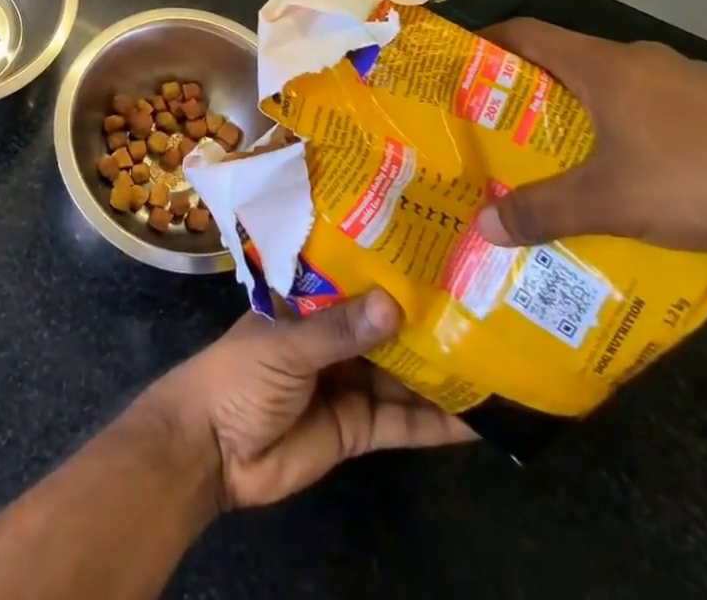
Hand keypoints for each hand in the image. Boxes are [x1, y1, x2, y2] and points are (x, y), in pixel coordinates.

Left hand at [132, 290, 474, 510]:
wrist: (213, 450)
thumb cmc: (241, 375)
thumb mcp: (287, 344)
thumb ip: (339, 330)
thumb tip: (395, 305)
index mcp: (312, 302)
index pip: (358, 278)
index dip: (395, 269)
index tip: (441, 255)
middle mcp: (335, 336)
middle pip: (388, 327)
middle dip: (428, 321)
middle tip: (484, 308)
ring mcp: (350, 381)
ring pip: (404, 373)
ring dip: (441, 371)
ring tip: (494, 359)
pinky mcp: (359, 427)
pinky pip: (404, 422)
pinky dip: (437, 423)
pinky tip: (478, 419)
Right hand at [472, 19, 706, 262]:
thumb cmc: (697, 180)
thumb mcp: (609, 203)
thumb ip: (541, 211)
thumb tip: (481, 228)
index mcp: (603, 65)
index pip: (529, 33)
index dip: (492, 40)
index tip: (466, 59)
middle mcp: (643, 59)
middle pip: (571, 58)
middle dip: (536, 86)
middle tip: (508, 120)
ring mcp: (692, 80)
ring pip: (620, 84)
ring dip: (589, 108)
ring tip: (570, 150)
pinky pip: (662, 106)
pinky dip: (636, 126)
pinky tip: (644, 173)